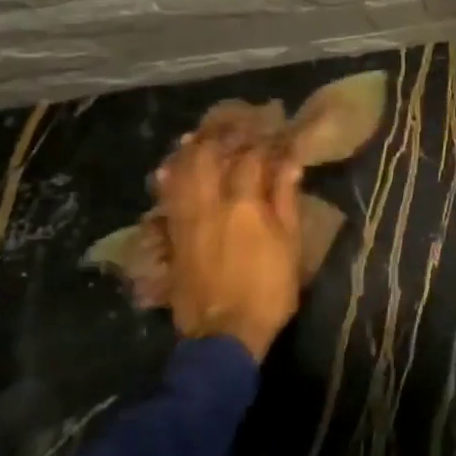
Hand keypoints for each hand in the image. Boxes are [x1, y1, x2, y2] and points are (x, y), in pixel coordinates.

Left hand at [155, 124, 304, 361]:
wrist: (223, 334)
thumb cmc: (268, 290)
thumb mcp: (290, 245)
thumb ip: (285, 199)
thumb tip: (290, 161)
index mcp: (244, 202)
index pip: (251, 156)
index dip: (261, 138)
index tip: (271, 126)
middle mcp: (210, 202)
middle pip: (208, 154)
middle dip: (220, 133)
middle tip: (231, 121)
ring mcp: (186, 218)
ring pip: (181, 171)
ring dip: (190, 149)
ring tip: (198, 135)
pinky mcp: (173, 236)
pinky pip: (166, 197)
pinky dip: (168, 178)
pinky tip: (168, 168)